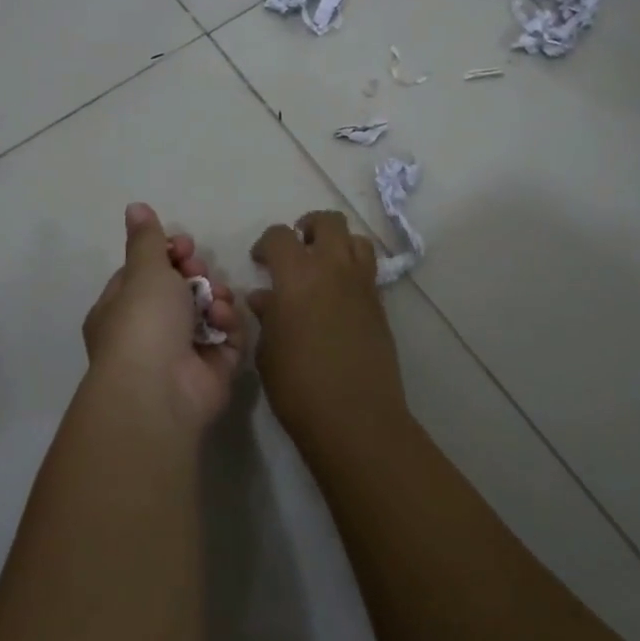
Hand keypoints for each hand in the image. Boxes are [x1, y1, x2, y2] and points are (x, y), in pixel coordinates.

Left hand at [82, 203, 244, 427]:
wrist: (160, 390)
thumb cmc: (143, 322)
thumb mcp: (144, 271)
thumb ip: (147, 239)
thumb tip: (134, 206)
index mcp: (120, 309)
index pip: (146, 273)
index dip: (168, 255)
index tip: (185, 246)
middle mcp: (149, 332)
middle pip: (180, 290)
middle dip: (196, 275)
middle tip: (199, 271)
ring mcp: (181, 353)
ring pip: (207, 311)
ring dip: (215, 297)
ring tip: (215, 299)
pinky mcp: (212, 370)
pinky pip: (226, 337)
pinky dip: (227, 325)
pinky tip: (222, 321)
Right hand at [250, 210, 406, 455]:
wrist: (355, 418)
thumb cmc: (298, 385)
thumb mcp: (268, 350)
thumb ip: (267, 315)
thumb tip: (265, 297)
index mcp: (297, 275)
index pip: (280, 236)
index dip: (266, 243)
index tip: (259, 262)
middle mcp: (334, 269)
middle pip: (328, 222)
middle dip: (309, 228)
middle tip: (296, 250)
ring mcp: (362, 285)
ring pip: (357, 240)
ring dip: (338, 244)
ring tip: (322, 267)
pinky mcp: (380, 305)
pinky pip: (368, 270)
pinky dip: (352, 270)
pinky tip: (337, 297)